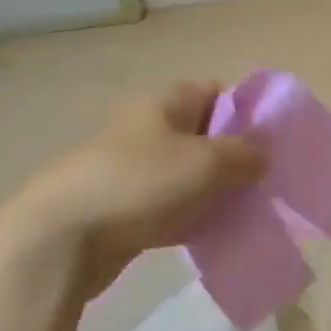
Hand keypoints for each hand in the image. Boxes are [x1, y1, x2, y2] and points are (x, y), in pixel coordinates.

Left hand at [0, 81, 265, 297]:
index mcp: (162, 104)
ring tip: (245, 211)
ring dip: (215, 191)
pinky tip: (213, 235)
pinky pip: (170, 207)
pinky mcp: (123, 210)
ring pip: (187, 175)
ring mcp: (132, 171)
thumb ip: (243, 154)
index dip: (244, 109)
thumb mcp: (204, 162)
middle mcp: (146, 130)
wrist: (60, 239)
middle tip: (263, 181)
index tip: (270, 140)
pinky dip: (191, 218)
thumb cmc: (139, 183)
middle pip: (202, 135)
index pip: (213, 91)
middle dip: (234, 157)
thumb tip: (263, 154)